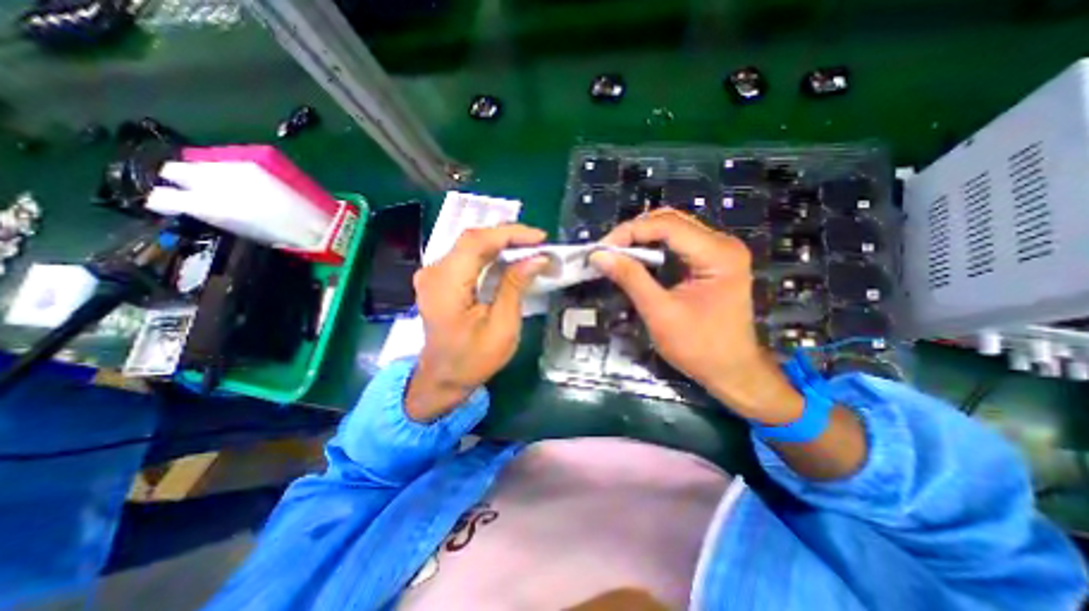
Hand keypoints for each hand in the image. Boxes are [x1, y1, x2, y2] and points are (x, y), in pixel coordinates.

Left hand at [404, 223, 547, 420]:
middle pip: (472, 240)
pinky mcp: (439, 279)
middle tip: (539, 244)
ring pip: (470, 246)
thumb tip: (536, 258)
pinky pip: (467, 257)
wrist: (443, 378)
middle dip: (508, 237)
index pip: (476, 242)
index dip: (510, 234)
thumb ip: (515, 287)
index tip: (540, 239)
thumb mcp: (502, 326)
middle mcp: (434, 272)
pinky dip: (490, 255)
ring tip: (529, 249)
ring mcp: (433, 274)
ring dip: (501, 244)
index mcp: (446, 285)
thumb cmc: (473, 359)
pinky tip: (509, 259)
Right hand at [592, 208, 801, 422]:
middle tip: (607, 250)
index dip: (629, 232)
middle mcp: (722, 244)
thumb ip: (630, 279)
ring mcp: (719, 251)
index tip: (601, 249)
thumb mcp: (660, 313)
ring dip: (642, 238)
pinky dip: (653, 248)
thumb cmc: (699, 347)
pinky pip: (678, 244)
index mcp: (717, 254)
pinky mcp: (713, 262)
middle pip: (671, 221)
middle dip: (634, 232)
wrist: (733, 371)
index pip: (666, 225)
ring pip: (673, 229)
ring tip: (617, 253)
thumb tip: (599, 256)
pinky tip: (636, 259)